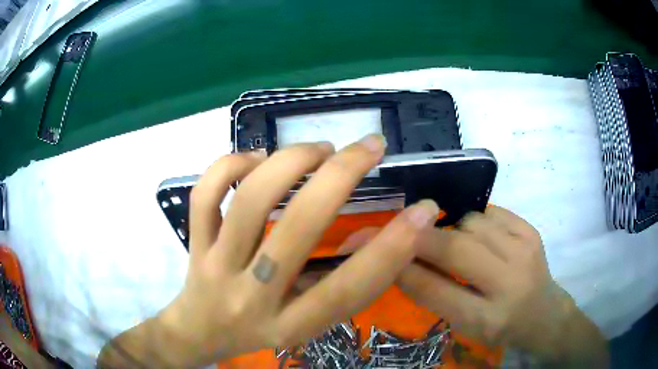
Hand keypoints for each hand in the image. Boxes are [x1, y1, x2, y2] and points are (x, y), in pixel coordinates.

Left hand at [155, 135, 438, 366]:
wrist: (200, 334)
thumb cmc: (261, 331)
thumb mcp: (307, 323)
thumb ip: (340, 287)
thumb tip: (381, 234)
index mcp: (291, 325)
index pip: (348, 288)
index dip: (393, 248)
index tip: (424, 209)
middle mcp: (252, 298)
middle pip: (297, 230)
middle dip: (341, 176)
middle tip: (370, 146)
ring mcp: (215, 267)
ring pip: (249, 202)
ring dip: (290, 162)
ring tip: (320, 148)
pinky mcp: (193, 245)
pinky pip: (203, 195)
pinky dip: (230, 164)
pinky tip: (256, 157)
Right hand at [340, 206, 607, 364]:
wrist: (544, 312)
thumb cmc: (500, 325)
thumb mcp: (463, 324)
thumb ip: (432, 294)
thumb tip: (398, 261)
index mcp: (486, 319)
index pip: (433, 289)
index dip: (399, 265)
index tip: (373, 246)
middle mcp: (510, 284)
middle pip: (454, 247)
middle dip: (421, 235)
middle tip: (402, 232)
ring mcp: (525, 250)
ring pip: (471, 222)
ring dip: (453, 229)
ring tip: (455, 243)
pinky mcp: (531, 230)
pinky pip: (490, 212)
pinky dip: (474, 220)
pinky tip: (477, 234)